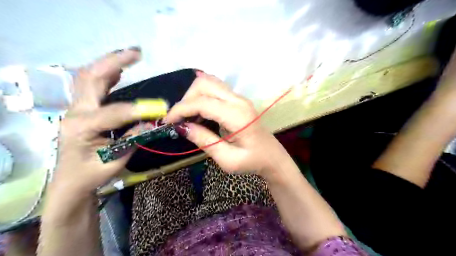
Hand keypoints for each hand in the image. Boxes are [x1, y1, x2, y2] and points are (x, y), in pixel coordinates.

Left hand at [52, 49, 165, 194]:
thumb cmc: (92, 174)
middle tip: (137, 53)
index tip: (160, 106)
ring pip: (88, 77)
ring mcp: (76, 109)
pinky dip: (106, 74)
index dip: (137, 109)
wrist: (70, 181)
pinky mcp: (82, 109)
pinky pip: (91, 85)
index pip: (113, 113)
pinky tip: (119, 70)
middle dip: (114, 62)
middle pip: (90, 79)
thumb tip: (152, 122)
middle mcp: (75, 113)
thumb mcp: (115, 161)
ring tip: (130, 56)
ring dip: (109, 63)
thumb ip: (134, 139)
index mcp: (82, 128)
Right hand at [165, 71, 291, 176]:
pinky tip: (199, 111)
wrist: (272, 157)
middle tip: (180, 120)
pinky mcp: (238, 100)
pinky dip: (202, 96)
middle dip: (186, 100)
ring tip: (189, 116)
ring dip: (193, 96)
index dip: (181, 109)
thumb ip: (204, 141)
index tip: (168, 122)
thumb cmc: (252, 161)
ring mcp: (239, 98)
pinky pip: (215, 89)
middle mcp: (239, 101)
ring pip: (209, 83)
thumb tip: (182, 127)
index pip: (202, 103)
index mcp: (238, 116)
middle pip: (204, 85)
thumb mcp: (227, 159)